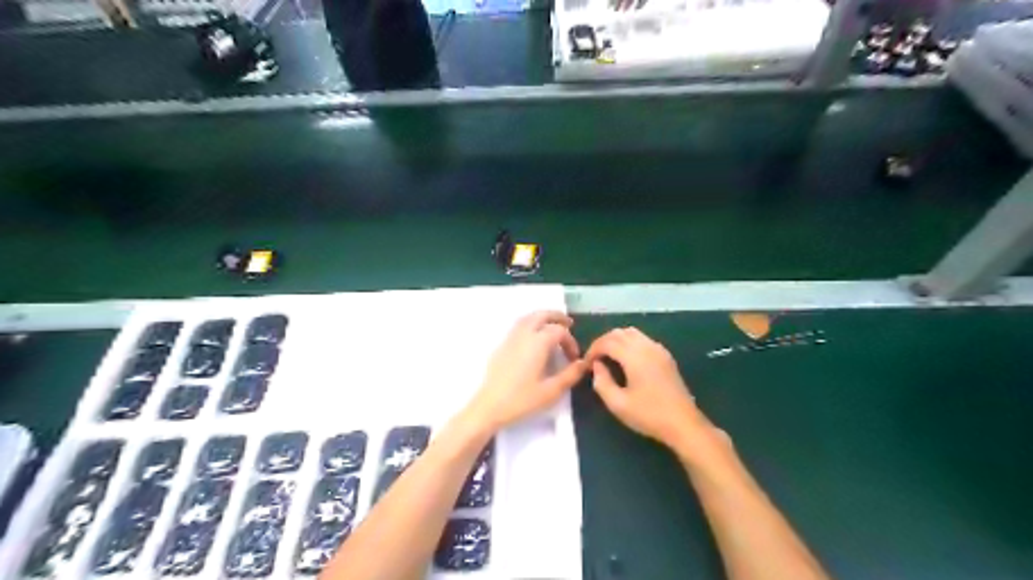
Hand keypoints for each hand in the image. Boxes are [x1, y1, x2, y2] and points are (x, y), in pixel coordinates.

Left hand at [463, 310, 583, 431]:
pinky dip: (531, 324)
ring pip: (528, 318)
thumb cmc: (522, 400)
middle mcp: (524, 334)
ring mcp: (510, 338)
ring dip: (542, 318)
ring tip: (552, 327)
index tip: (574, 358)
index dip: (570, 341)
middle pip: (541, 315)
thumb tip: (582, 363)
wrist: (489, 406)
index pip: (559, 332)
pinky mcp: (501, 345)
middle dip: (557, 317)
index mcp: (538, 342)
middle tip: (569, 323)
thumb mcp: (552, 391)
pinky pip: (519, 326)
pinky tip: (534, 338)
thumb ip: (570, 374)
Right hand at [590, 327, 709, 449]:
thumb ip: (602, 382)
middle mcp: (647, 347)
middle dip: (603, 342)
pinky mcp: (665, 356)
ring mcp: (658, 350)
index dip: (593, 349)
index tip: (586, 363)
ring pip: (632, 333)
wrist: (683, 424)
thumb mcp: (618, 404)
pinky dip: (629, 343)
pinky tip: (626, 359)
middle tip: (594, 359)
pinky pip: (643, 339)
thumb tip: (596, 366)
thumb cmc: (649, 415)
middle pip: (619, 333)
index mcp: (635, 357)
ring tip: (608, 357)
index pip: (608, 342)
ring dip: (616, 340)